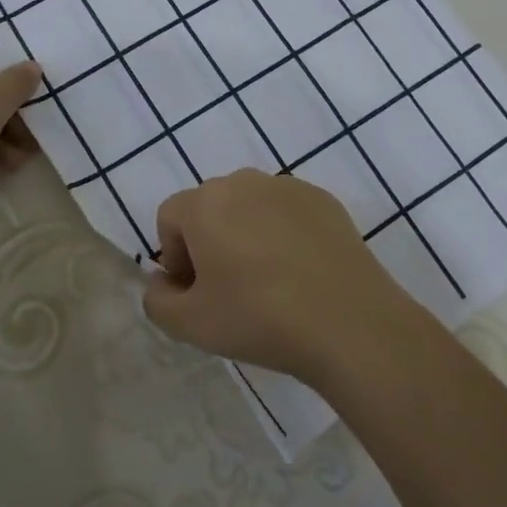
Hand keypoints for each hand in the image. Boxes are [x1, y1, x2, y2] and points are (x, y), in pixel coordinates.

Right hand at [142, 170, 421, 384]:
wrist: (348, 323)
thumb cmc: (258, 318)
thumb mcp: (189, 325)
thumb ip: (157, 300)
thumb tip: (162, 282)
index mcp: (205, 203)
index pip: (170, 218)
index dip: (174, 256)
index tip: (197, 292)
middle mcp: (243, 182)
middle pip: (210, 207)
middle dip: (209, 242)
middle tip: (229, 289)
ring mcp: (288, 187)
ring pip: (250, 207)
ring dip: (246, 234)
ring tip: (268, 281)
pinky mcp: (324, 200)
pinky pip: (287, 212)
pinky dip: (283, 234)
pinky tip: (301, 273)